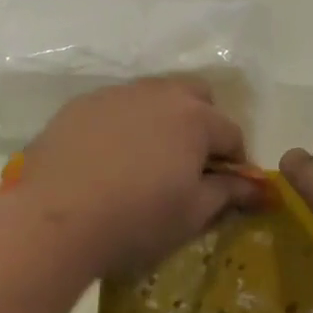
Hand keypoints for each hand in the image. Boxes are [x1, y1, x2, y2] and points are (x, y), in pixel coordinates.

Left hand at [11, 78, 255, 277]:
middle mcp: (160, 93)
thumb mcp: (191, 214)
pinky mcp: (82, 104)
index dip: (235, 161)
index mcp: (195, 118)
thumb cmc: (136, 218)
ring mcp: (118, 94)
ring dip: (162, 120)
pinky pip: (116, 107)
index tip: (226, 187)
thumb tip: (258, 189)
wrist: (54, 218)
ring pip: (154, 97)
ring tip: (146, 160)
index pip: (231, 132)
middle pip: (196, 97)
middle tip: (189, 164)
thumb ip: (228, 193)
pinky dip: (123, 125)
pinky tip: (107, 159)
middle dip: (203, 124)